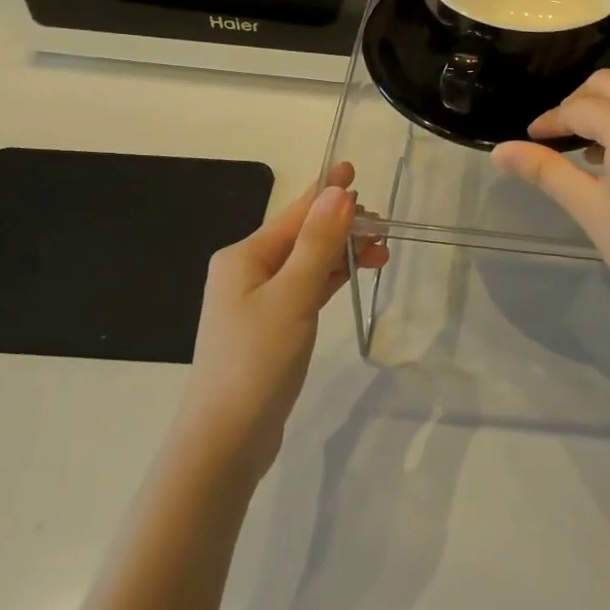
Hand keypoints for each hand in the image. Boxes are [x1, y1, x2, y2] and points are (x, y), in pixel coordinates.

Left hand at [177, 161, 386, 481]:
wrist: (225, 440)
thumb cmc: (257, 361)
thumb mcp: (292, 296)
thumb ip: (318, 243)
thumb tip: (338, 192)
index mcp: (244, 256)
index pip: (296, 213)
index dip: (327, 191)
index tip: (353, 168)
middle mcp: (246, 271)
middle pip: (302, 236)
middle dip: (342, 227)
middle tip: (384, 229)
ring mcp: (256, 301)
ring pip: (307, 263)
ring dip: (341, 254)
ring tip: (381, 252)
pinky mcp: (269, 327)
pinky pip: (304, 288)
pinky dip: (330, 279)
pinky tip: (352, 275)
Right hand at [491, 68, 609, 335]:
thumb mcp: (590, 208)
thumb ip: (545, 170)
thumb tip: (499, 151)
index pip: (579, 108)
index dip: (550, 121)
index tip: (529, 138)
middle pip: (608, 83)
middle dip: (577, 103)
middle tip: (555, 137)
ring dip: (607, 98)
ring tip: (587, 136)